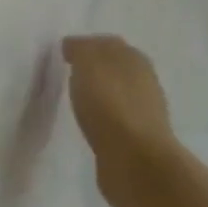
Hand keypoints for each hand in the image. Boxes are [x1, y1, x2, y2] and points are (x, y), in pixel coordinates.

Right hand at [62, 35, 182, 206]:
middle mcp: (144, 82)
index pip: (109, 44)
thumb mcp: (88, 65)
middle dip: (94, 68)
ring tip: (74, 99)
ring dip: (98, 94)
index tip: (63, 53)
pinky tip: (87, 123)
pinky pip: (114, 120)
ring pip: (116, 94)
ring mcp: (143, 114)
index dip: (86, 45)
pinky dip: (101, 117)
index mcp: (134, 60)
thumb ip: (80, 50)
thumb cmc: (110, 106)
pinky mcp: (136, 141)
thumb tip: (74, 46)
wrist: (135, 162)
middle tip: (68, 73)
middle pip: (115, 68)